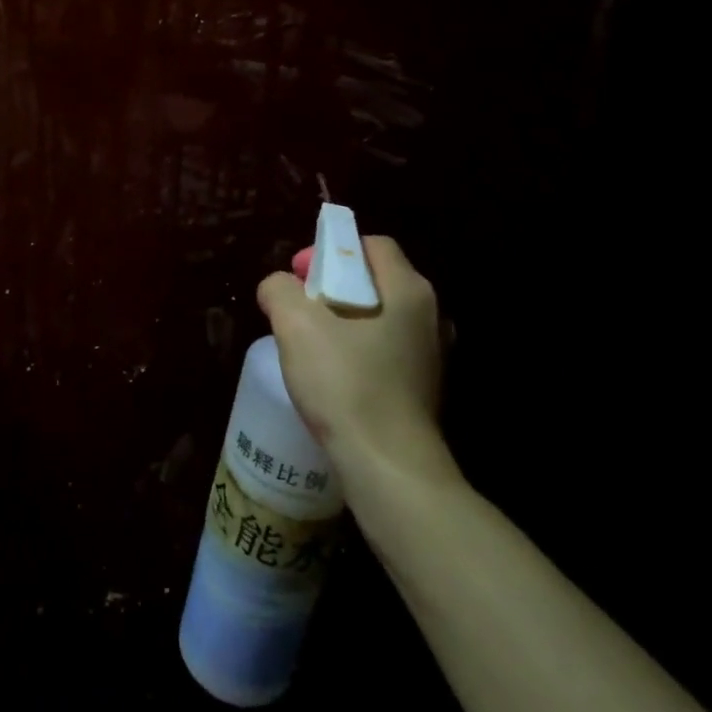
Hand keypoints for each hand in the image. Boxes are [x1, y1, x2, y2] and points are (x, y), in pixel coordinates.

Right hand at [256, 237, 455, 485]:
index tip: (299, 276)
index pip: (371, 244)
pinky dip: (357, 353)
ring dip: (342, 322)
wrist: (388, 466)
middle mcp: (429, 316)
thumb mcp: (296, 324)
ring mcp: (432, 355)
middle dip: (331, 287)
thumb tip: (279, 287)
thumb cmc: (345, 383)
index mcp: (408, 290)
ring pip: (378, 318)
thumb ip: (280, 290)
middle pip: (374, 280)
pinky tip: (332, 378)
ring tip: (310, 346)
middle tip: (299, 310)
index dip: (331, 250)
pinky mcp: (423, 389)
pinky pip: (384, 352)